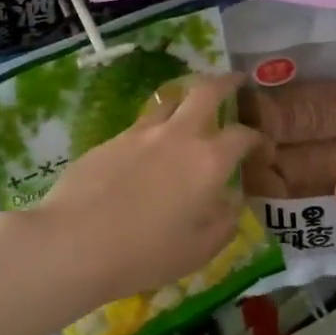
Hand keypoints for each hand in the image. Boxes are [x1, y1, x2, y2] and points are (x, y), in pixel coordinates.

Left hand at [33, 73, 261, 310]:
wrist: (74, 242)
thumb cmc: (145, 253)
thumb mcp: (199, 250)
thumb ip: (224, 222)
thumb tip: (232, 201)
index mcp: (209, 161)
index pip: (243, 135)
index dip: (258, 139)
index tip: (261, 149)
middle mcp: (179, 135)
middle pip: (206, 90)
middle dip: (226, 81)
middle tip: (235, 82)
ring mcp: (141, 133)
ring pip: (169, 100)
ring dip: (186, 98)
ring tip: (190, 108)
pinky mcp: (110, 139)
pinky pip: (141, 125)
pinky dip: (155, 127)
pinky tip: (148, 150)